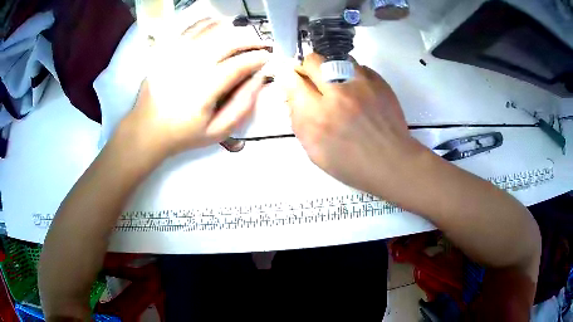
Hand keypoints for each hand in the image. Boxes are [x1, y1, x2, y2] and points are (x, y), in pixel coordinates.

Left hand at [119, 18, 269, 158]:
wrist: (147, 129)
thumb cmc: (183, 133)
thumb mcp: (217, 132)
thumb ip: (242, 106)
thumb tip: (260, 78)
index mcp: (203, 88)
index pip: (238, 64)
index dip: (258, 58)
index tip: (268, 58)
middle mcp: (190, 65)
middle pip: (227, 41)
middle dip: (250, 40)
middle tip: (261, 45)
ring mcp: (176, 53)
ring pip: (211, 29)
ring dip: (233, 29)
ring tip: (243, 36)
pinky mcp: (167, 49)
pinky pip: (192, 27)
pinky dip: (209, 23)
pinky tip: (219, 26)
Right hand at [285, 53, 423, 196]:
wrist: (392, 163)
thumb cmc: (352, 165)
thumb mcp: (315, 153)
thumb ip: (299, 122)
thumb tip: (293, 97)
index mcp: (317, 116)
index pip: (293, 81)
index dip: (289, 78)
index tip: (293, 81)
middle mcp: (338, 94)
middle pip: (313, 61)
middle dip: (307, 67)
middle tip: (312, 78)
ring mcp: (361, 85)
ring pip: (336, 59)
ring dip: (331, 69)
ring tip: (337, 84)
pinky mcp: (379, 82)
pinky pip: (359, 67)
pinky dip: (353, 75)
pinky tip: (357, 91)